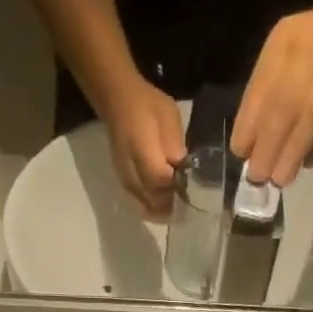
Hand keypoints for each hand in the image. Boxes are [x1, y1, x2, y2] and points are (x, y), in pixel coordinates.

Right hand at [98, 78, 185, 218]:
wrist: (118, 102)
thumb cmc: (146, 105)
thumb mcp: (168, 116)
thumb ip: (175, 145)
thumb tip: (183, 171)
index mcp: (141, 150)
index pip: (162, 180)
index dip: (179, 188)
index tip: (194, 188)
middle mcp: (131, 171)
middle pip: (155, 200)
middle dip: (174, 203)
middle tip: (190, 199)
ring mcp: (125, 181)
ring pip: (148, 207)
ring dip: (164, 209)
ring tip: (180, 204)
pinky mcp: (125, 185)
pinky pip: (142, 205)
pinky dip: (155, 208)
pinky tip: (166, 203)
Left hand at [230, 0, 312, 186]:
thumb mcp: (287, 56)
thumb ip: (267, 95)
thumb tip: (250, 148)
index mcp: (285, 40)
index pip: (262, 87)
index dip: (249, 123)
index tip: (240, 154)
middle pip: (286, 102)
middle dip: (269, 144)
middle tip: (258, 176)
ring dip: (294, 150)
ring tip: (281, 178)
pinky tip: (308, 161)